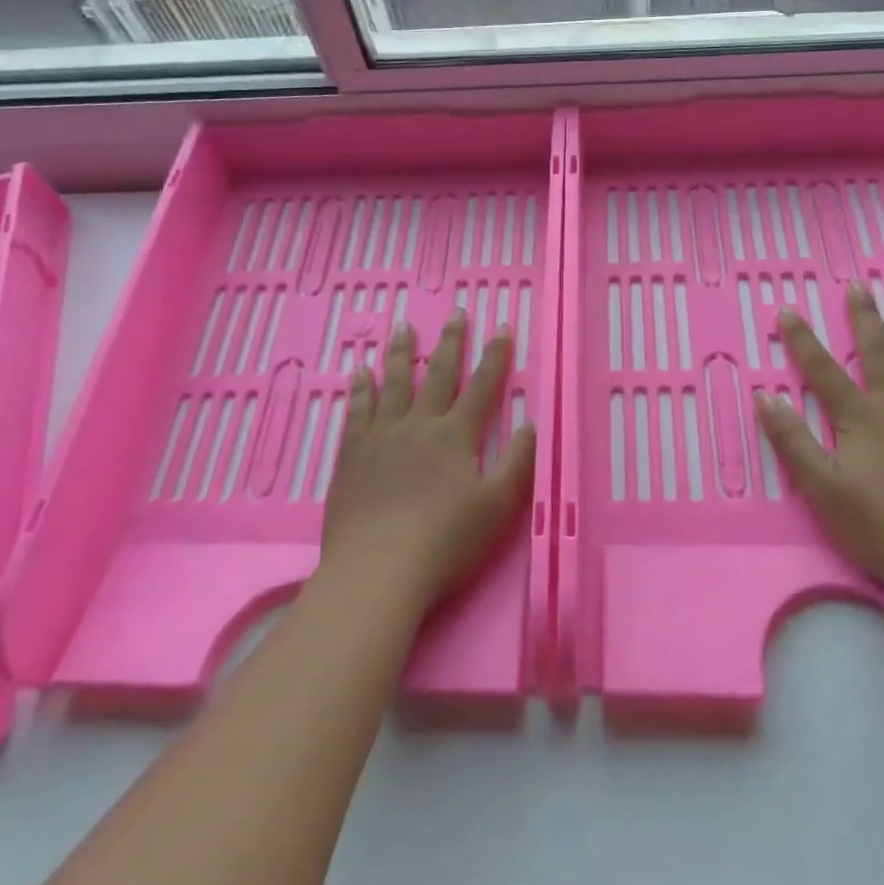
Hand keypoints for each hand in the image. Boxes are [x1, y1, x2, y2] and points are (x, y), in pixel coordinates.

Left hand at [320, 312, 534, 615]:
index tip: (501, 326)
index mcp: (455, 436)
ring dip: (400, 352)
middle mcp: (419, 425)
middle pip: (437, 374)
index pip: (481, 387)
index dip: (494, 356)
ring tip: (403, 326)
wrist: (377, 571)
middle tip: (455, 313)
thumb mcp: (497, 507)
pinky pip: (357, 411)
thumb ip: (518, 462)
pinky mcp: (352, 455)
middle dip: (450, 342)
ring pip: (393, 383)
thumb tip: (531, 422)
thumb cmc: (444, 543)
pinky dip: (360, 389)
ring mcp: (381, 437)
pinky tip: (359, 372)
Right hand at [755, 283, 883, 601]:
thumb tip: (765, 396)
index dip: (802, 340)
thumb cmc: (882, 528)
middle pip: (880, 353)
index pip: (823, 370)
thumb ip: (792, 441)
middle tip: (860, 285)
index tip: (788, 309)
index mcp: (861, 418)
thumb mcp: (822, 489)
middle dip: (865, 318)